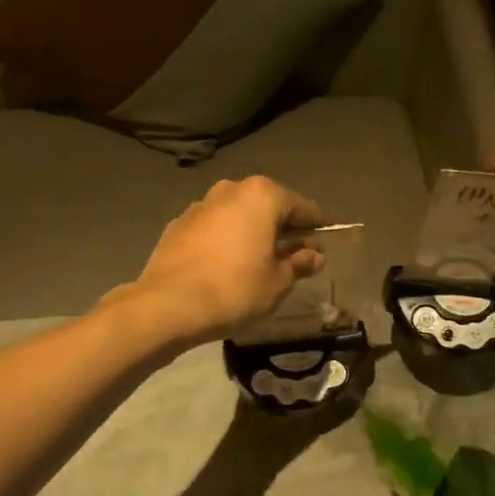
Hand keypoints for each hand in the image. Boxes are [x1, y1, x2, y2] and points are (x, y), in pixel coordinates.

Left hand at [123, 176, 326, 344]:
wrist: (167, 305)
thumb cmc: (235, 289)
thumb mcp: (277, 281)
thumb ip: (299, 263)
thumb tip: (314, 255)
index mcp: (262, 195)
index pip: (302, 207)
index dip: (318, 226)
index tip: (327, 242)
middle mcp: (231, 190)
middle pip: (268, 206)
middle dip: (283, 227)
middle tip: (296, 254)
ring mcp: (200, 205)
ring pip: (238, 215)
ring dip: (252, 232)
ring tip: (261, 260)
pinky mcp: (177, 225)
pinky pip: (214, 229)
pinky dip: (226, 241)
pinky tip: (228, 265)